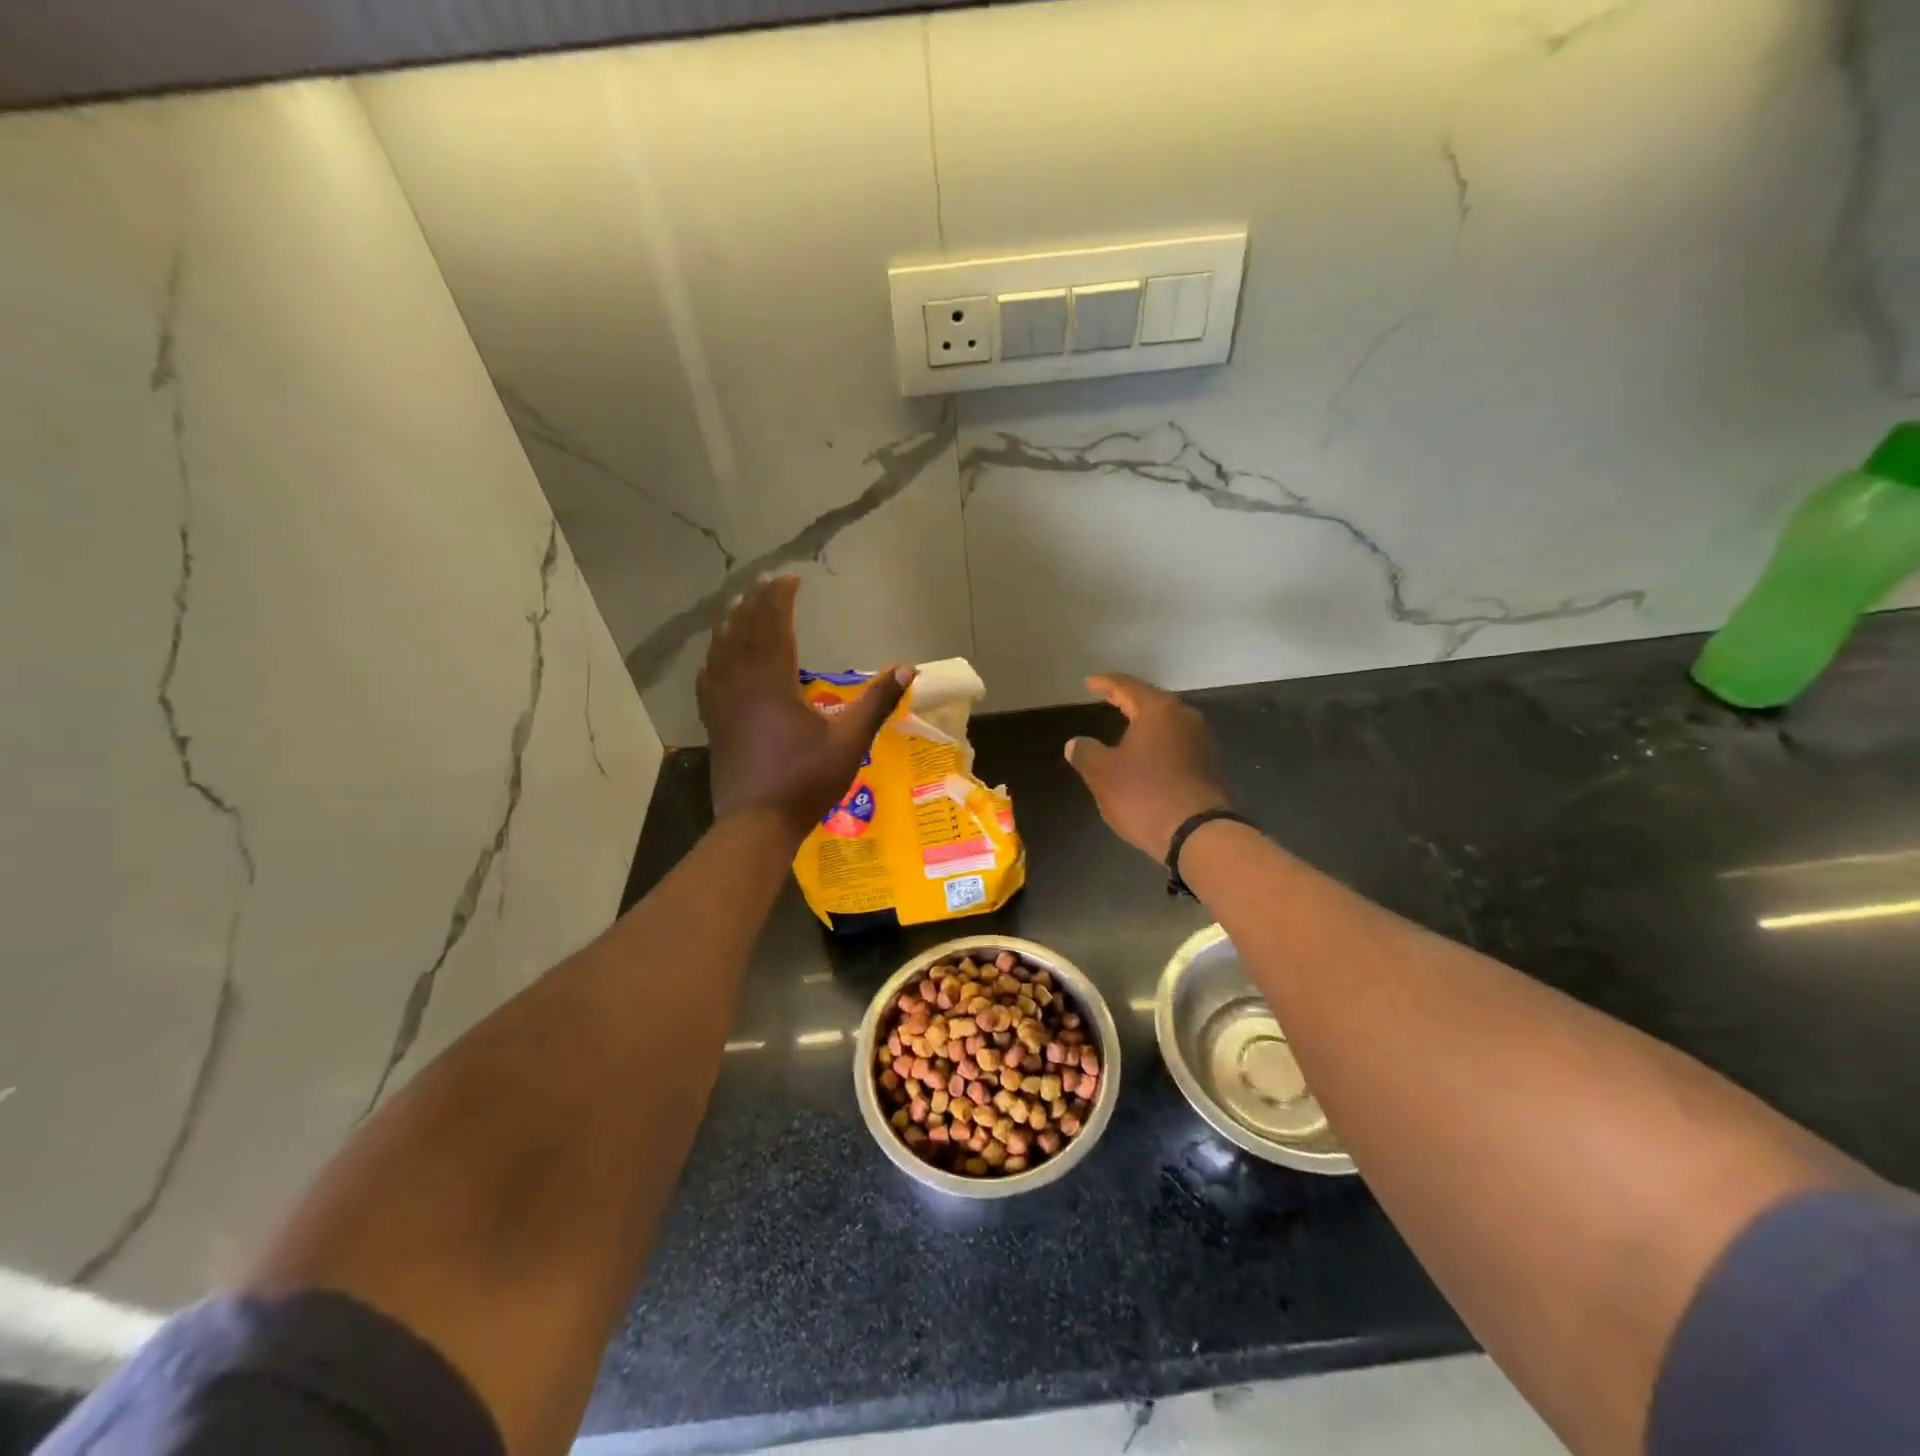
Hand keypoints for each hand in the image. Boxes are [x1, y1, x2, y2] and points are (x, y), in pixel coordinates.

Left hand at [697, 576, 913, 839]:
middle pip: (743, 631)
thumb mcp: (850, 742)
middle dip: (755, 603)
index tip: (789, 579)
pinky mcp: (714, 722)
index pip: (774, 626)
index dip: (780, 599)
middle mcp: (741, 683)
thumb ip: (876, 702)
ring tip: (739, 605)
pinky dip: (714, 658)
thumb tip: (908, 668)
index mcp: (773, 682)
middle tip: (765, 583)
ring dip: (731, 623)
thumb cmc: (805, 781)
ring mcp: (721, 703)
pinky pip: (708, 678)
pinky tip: (715, 657)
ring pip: (721, 650)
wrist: (756, 823)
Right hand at [1065, 674, 1231, 860]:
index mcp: (1158, 711)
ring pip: (1167, 722)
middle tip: (1107, 698)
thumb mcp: (1103, 774)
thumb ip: (1086, 752)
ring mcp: (1201, 741)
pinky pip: (1177, 742)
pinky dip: (1158, 741)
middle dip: (1128, 699)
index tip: (1089, 683)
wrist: (1198, 835)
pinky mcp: (1209, 765)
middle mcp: (1184, 718)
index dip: (1105, 683)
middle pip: (1152, 701)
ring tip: (1125, 724)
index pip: (1127, 686)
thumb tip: (1075, 743)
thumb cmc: (1145, 795)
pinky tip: (1147, 753)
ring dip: (1145, 721)